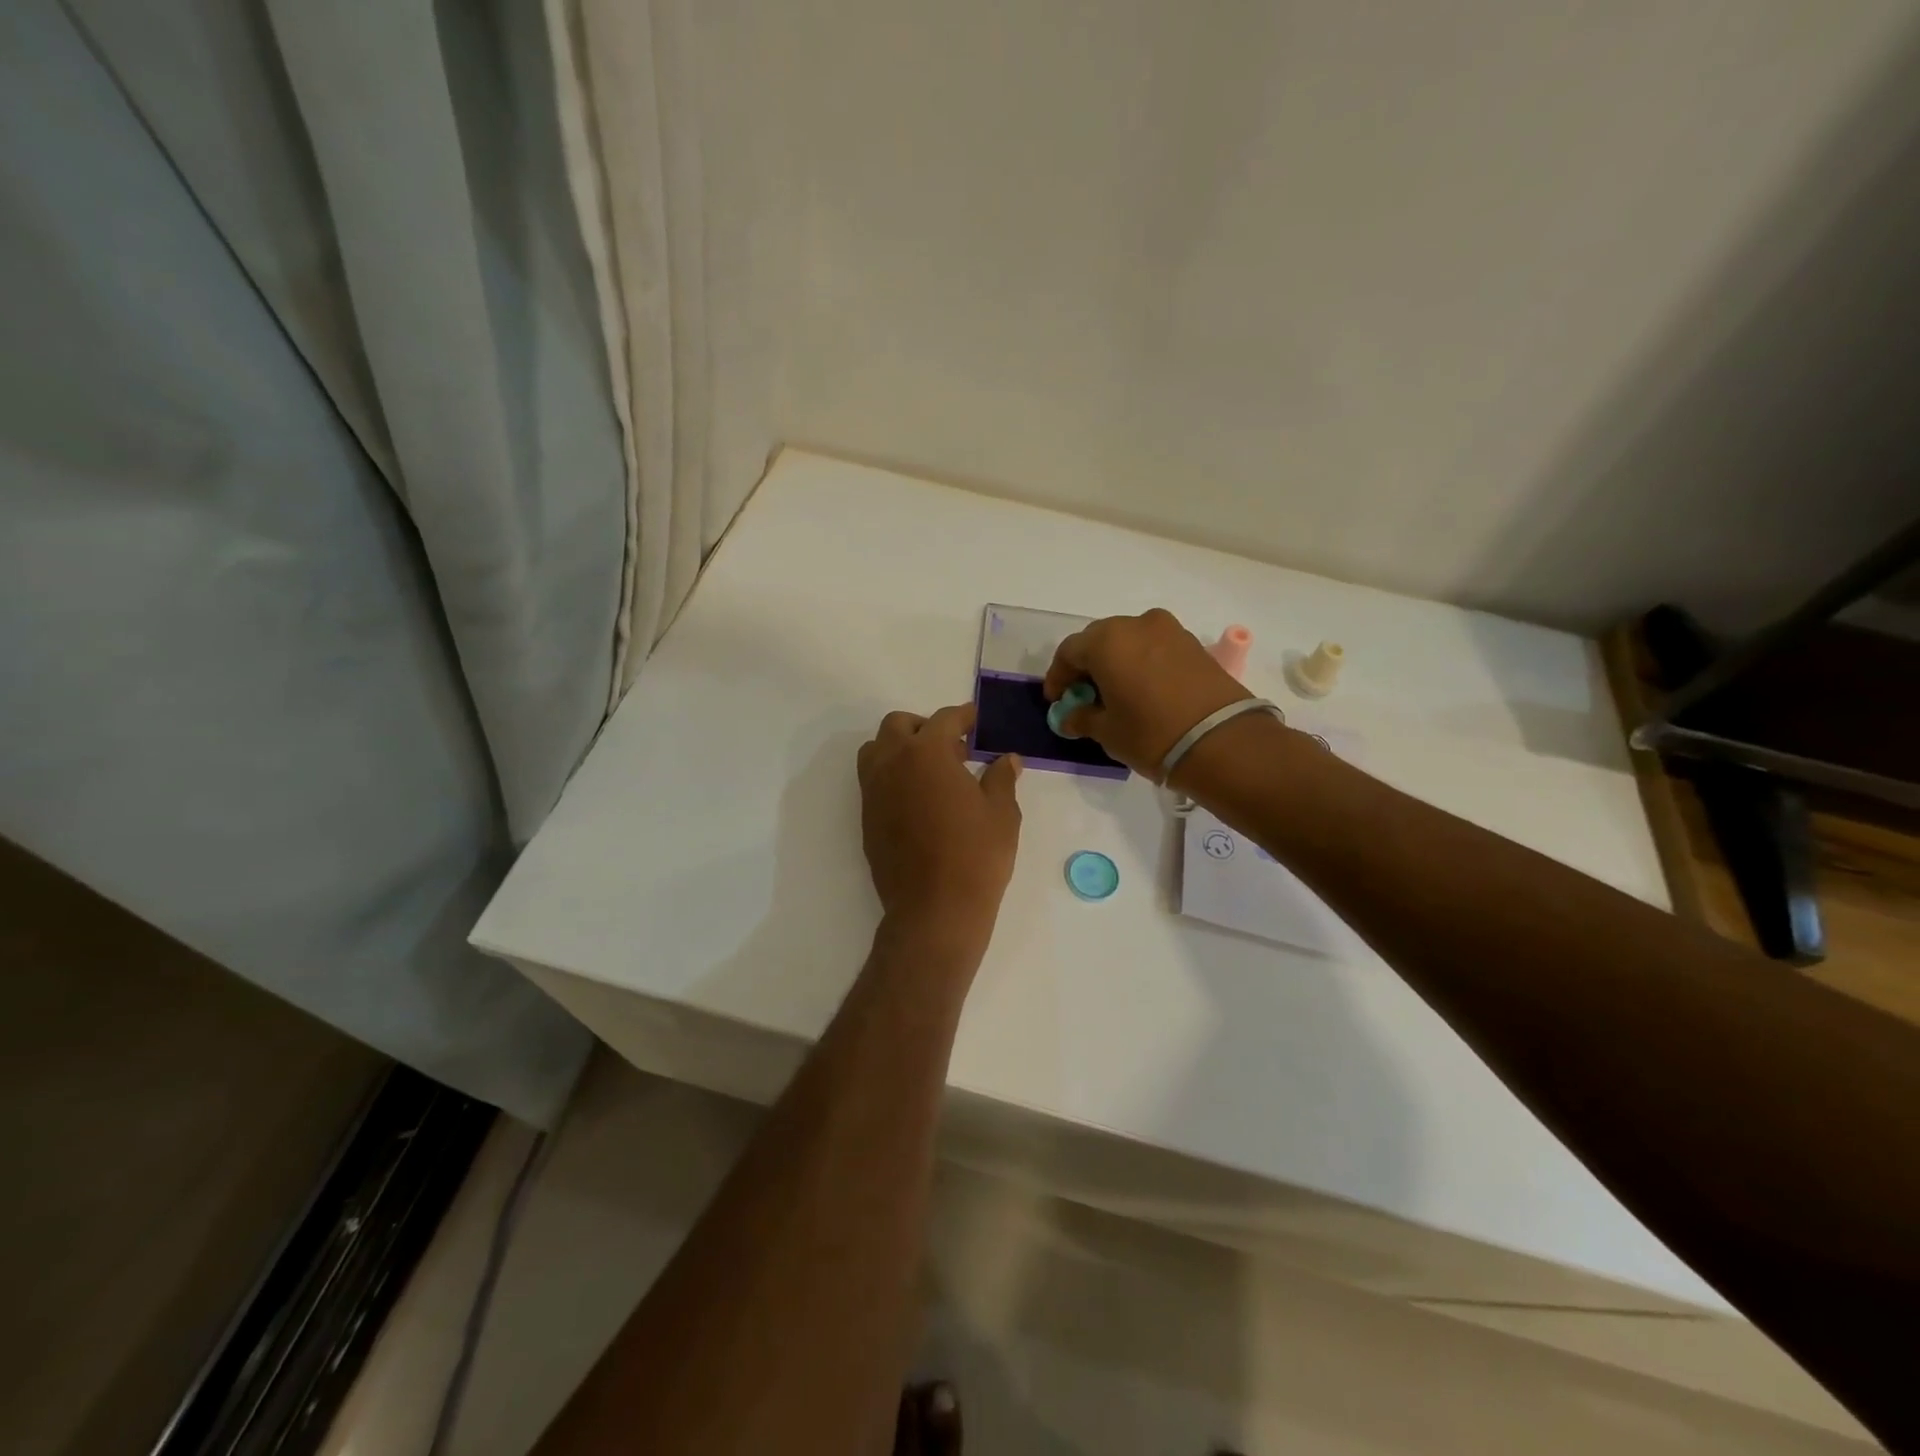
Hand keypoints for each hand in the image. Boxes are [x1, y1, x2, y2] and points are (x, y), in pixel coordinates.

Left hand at [857, 703, 1022, 944]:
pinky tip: (919, 800)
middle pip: (899, 725)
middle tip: (953, 747)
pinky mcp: (866, 818)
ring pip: (877, 750)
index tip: (976, 719)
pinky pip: (874, 781)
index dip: (964, 716)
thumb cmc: (976, 856)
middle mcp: (892, 763)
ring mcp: (874, 791)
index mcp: (926, 753)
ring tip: (931, 771)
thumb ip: (1001, 778)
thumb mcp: (1002, 813)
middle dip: (925, 727)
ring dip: (900, 748)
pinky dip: (892, 776)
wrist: (934, 910)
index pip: (944, 720)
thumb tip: (1007, 759)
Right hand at [1043, 609, 1249, 781]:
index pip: (1069, 652)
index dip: (1058, 677)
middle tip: (1084, 696)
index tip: (1057, 701)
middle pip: (1099, 640)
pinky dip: (1141, 663)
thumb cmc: (1151, 734)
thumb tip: (1069, 716)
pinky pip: (1154, 647)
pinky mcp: (1193, 644)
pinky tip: (1142, 690)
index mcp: (1107, 641)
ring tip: (1115, 693)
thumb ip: (1082, 718)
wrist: (1222, 741)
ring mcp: (1169, 630)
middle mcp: (1136, 624)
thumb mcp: (1107, 732)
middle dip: (1087, 666)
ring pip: (1129, 641)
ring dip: (1116, 662)